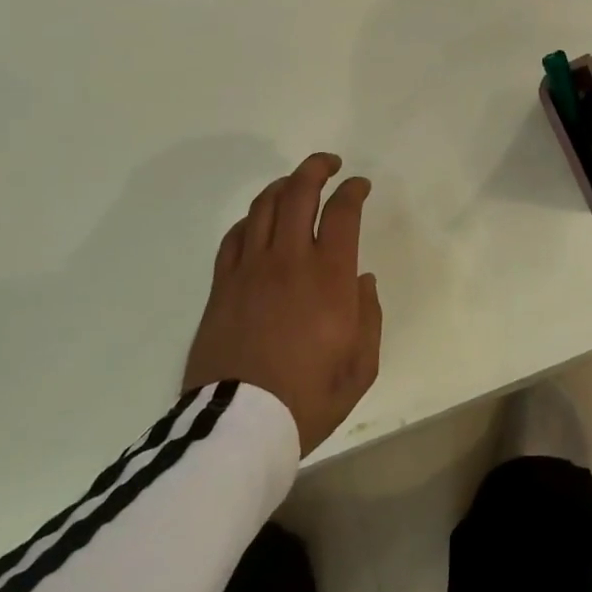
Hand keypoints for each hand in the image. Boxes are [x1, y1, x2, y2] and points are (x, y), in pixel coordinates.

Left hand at [182, 153, 381, 455]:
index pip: (341, 211)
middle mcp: (288, 260)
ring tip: (295, 184)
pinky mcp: (222, 286)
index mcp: (328, 276)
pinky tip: (259, 222)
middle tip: (329, 164)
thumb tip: (361, 279)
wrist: (238, 427)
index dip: (353, 189)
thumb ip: (368, 315)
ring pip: (263, 206)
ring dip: (283, 185)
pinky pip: (235, 236)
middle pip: (298, 192)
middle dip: (316, 168)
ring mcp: (249, 270)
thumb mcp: (361, 366)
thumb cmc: (308, 398)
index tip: (360, 185)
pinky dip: (251, 219)